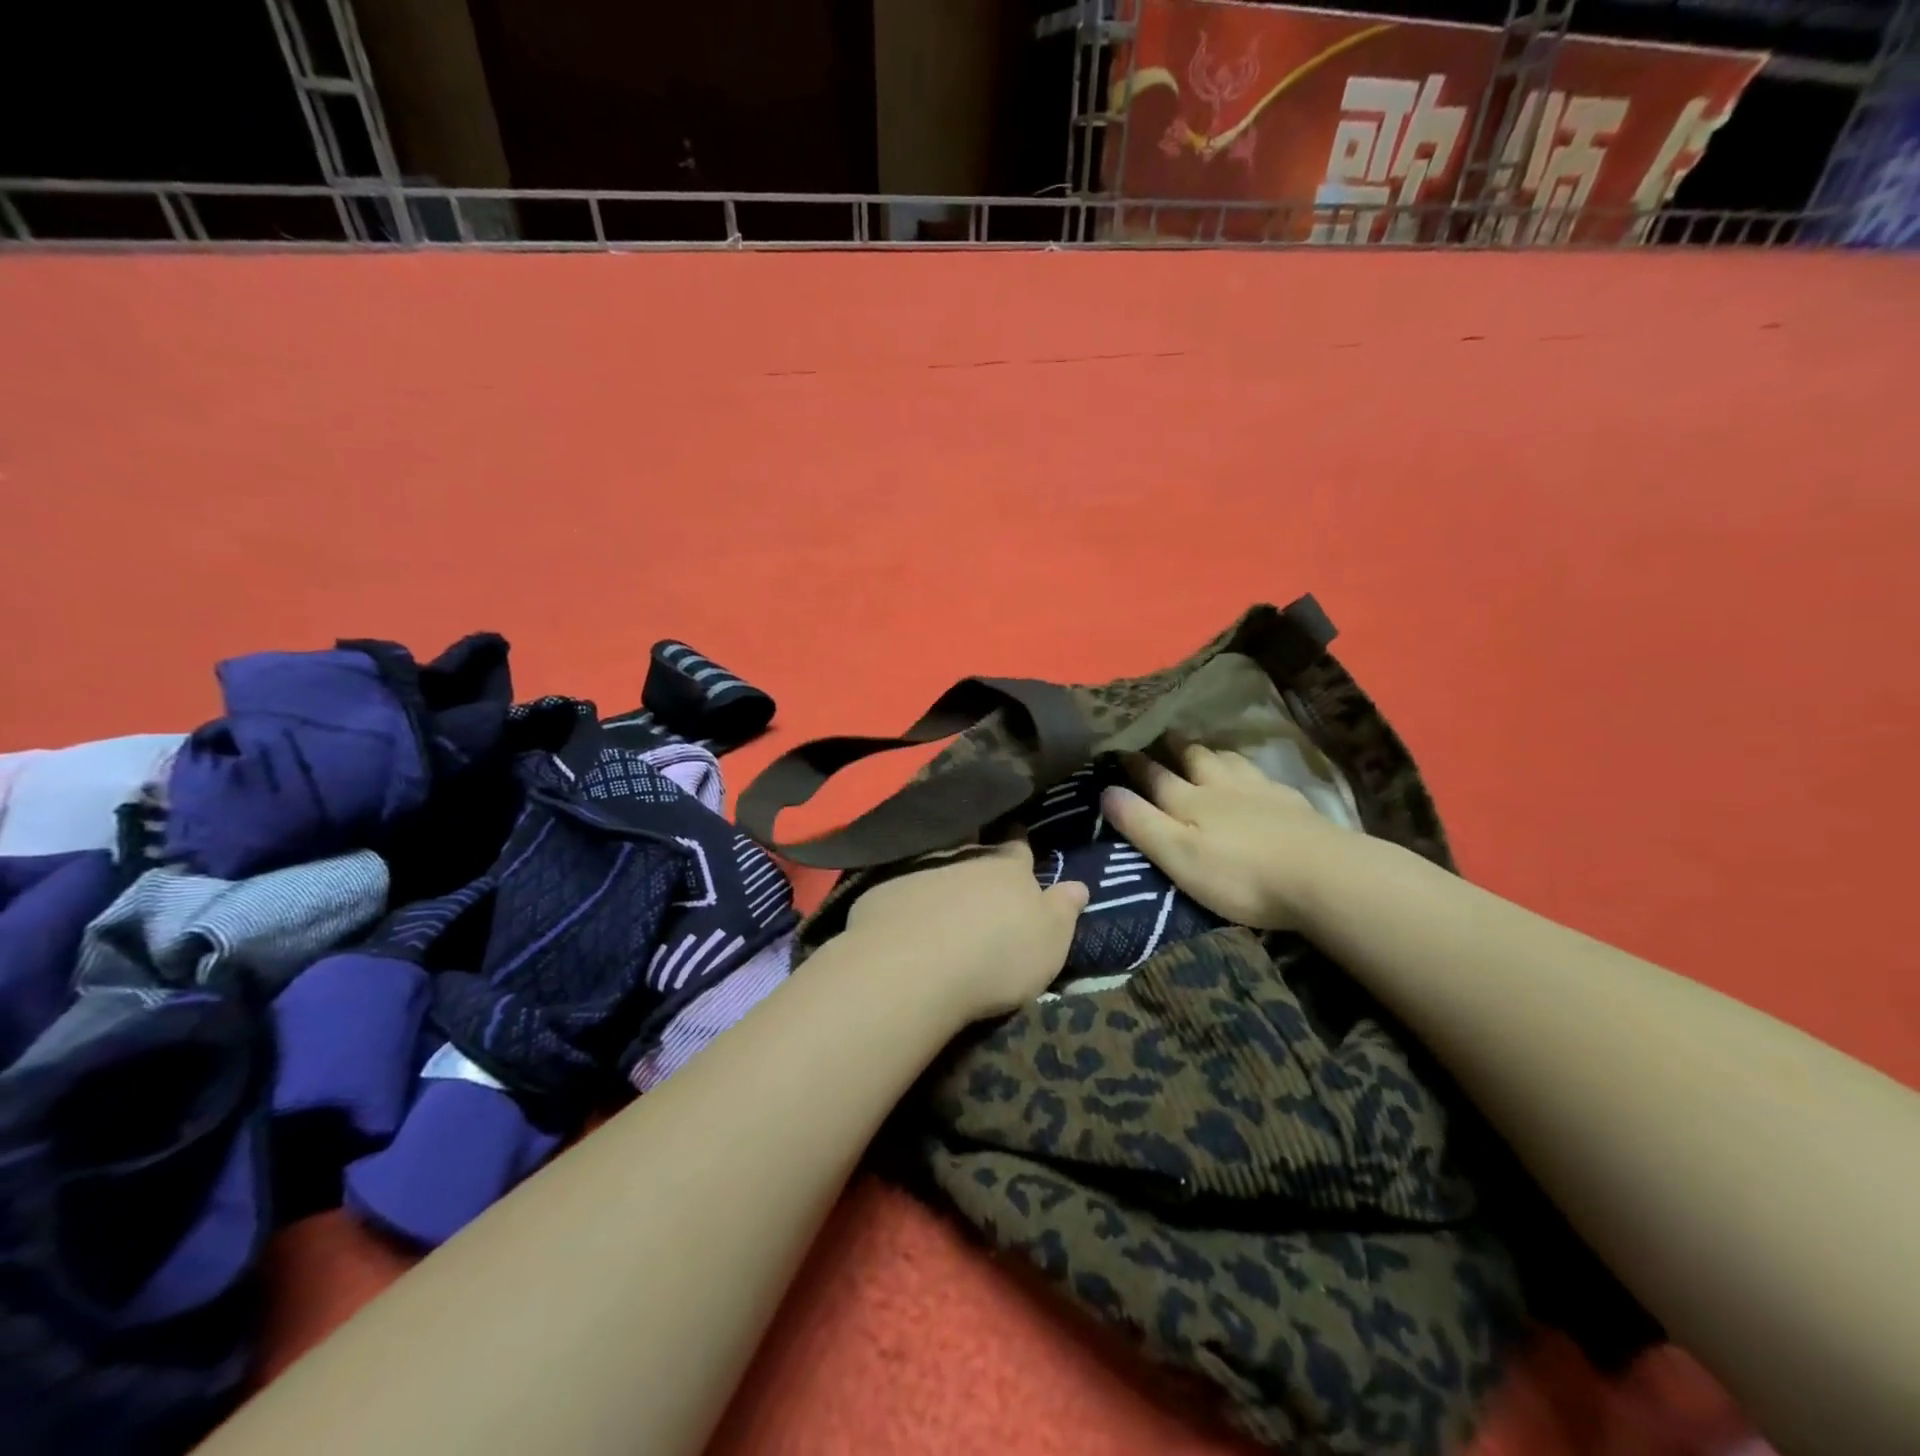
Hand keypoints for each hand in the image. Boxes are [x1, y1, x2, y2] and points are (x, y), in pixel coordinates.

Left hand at [842, 839, 1087, 1021]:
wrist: (914, 966)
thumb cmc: (996, 956)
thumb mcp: (1049, 941)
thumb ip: (1063, 910)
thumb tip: (1078, 884)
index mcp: (1008, 868)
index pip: (1019, 848)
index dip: (1020, 845)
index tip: (1018, 836)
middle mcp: (964, 858)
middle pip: (974, 850)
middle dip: (977, 856)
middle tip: (977, 867)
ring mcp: (918, 870)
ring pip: (934, 864)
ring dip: (939, 876)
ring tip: (940, 895)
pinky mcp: (881, 891)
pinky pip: (898, 889)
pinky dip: (904, 899)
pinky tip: (901, 917)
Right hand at [1100, 744, 1354, 930]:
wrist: (1323, 875)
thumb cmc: (1240, 875)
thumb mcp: (1178, 856)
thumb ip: (1141, 824)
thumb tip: (1105, 790)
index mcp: (1190, 801)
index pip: (1156, 776)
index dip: (1136, 764)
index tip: (1119, 749)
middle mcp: (1223, 787)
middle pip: (1196, 759)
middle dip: (1176, 747)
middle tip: (1166, 734)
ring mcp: (1262, 791)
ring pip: (1231, 761)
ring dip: (1213, 752)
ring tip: (1206, 748)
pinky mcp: (1294, 804)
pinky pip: (1264, 775)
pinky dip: (1250, 769)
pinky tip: (1257, 776)